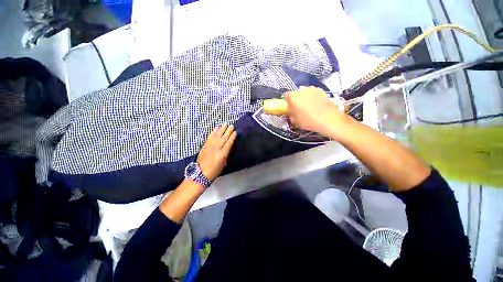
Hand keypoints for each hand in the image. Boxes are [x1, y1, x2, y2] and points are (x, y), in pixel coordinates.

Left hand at [197, 124, 236, 181]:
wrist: (201, 173)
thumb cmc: (215, 171)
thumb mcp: (224, 163)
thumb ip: (227, 153)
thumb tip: (229, 145)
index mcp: (222, 154)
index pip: (229, 143)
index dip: (232, 137)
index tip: (235, 132)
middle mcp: (216, 148)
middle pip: (223, 137)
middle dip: (228, 131)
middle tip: (232, 125)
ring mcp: (210, 146)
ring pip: (217, 135)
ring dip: (221, 129)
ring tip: (225, 124)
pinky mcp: (205, 145)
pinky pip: (210, 136)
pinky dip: (213, 132)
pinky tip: (216, 128)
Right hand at [285, 86, 349, 136]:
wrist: (329, 119)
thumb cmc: (309, 121)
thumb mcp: (296, 121)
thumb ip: (291, 116)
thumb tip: (292, 114)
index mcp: (293, 97)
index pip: (287, 96)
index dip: (288, 102)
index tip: (290, 108)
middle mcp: (302, 90)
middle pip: (296, 93)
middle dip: (296, 100)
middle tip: (298, 109)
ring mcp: (313, 89)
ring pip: (305, 93)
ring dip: (305, 98)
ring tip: (308, 108)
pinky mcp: (322, 91)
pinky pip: (314, 94)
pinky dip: (313, 98)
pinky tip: (316, 107)